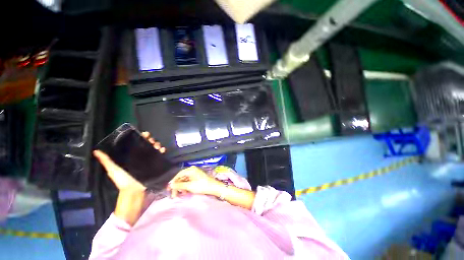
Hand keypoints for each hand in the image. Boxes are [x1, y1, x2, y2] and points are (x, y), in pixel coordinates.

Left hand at [93, 131, 166, 224]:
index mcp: (131, 157)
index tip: (145, 134)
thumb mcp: (113, 170)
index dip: (141, 138)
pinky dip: (162, 151)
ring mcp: (149, 161)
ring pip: (154, 149)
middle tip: (152, 140)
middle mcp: (140, 157)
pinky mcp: (155, 164)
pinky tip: (163, 150)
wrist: (135, 192)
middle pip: (147, 145)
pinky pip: (160, 156)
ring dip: (157, 145)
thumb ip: (107, 161)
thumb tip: (96, 151)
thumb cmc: (123, 181)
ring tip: (158, 145)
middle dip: (151, 141)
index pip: (136, 144)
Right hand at [167, 166, 223, 197]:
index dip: (173, 182)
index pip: (179, 174)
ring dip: (182, 187)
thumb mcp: (189, 186)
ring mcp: (195, 173)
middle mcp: (192, 170)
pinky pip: (189, 181)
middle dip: (178, 186)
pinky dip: (186, 187)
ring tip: (181, 194)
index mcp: (191, 170)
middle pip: (182, 178)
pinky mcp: (197, 177)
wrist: (213, 187)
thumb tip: (170, 185)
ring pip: (185, 180)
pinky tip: (186, 192)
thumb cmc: (201, 185)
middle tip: (174, 195)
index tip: (169, 189)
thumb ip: (179, 185)